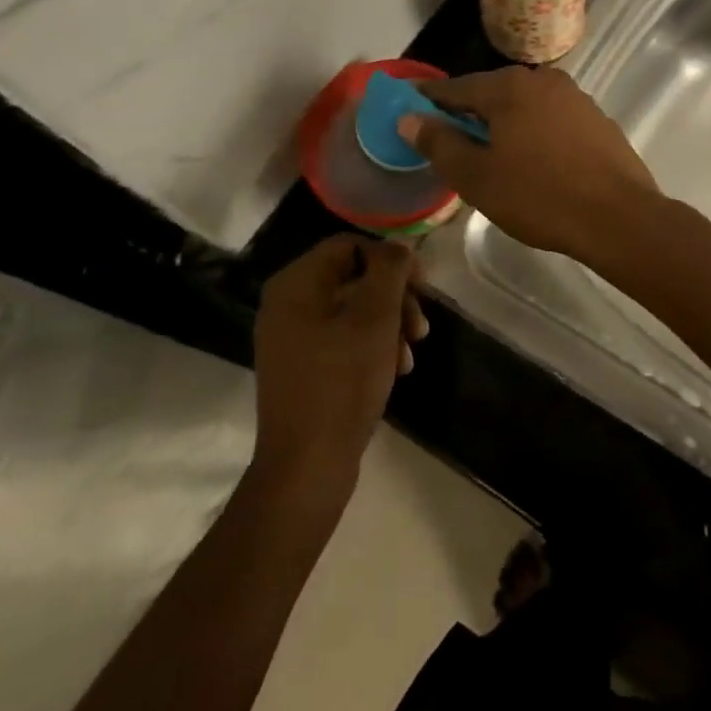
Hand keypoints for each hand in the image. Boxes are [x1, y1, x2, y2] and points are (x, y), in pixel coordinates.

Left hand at [251, 237, 427, 498]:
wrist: (308, 464)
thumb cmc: (343, 381)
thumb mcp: (375, 317)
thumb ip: (390, 270)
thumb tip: (398, 246)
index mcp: (295, 284)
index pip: (349, 245)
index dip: (391, 259)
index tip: (423, 286)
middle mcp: (287, 304)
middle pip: (354, 277)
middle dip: (395, 297)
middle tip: (421, 326)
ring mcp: (292, 337)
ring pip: (354, 309)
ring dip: (390, 324)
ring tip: (412, 352)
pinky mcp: (303, 366)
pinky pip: (343, 338)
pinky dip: (373, 346)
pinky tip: (396, 368)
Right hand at [398, 67, 660, 263]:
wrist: (618, 217)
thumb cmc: (538, 196)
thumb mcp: (476, 176)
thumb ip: (439, 143)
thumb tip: (409, 118)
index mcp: (509, 87)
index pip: (455, 88)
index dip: (428, 100)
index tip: (409, 110)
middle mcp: (543, 80)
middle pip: (492, 93)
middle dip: (468, 114)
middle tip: (448, 142)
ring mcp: (575, 98)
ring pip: (524, 106)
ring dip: (503, 124)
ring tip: (490, 155)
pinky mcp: (597, 120)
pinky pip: (551, 120)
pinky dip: (533, 133)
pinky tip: (533, 161)